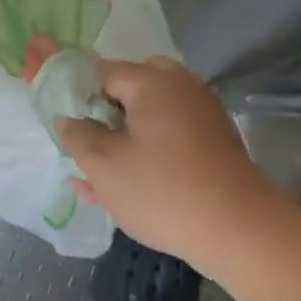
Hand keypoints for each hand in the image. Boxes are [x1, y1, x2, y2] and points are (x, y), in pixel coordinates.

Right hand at [56, 57, 275, 263]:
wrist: (237, 230)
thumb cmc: (160, 191)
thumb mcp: (103, 165)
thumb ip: (77, 136)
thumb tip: (68, 119)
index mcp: (152, 83)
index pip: (102, 71)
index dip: (76, 92)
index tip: (62, 120)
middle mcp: (181, 88)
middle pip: (132, 86)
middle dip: (104, 110)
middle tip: (85, 140)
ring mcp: (202, 115)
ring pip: (150, 114)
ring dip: (122, 134)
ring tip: (98, 169)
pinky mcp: (213, 144)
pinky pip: (168, 136)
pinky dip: (146, 149)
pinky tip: (123, 183)